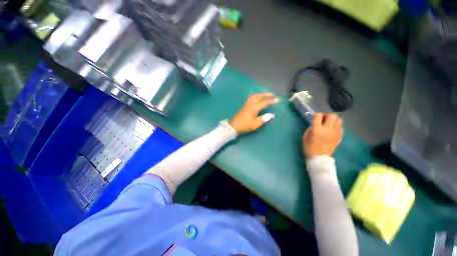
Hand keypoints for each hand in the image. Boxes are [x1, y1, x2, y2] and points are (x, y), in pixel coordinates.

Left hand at [229, 93, 279, 133]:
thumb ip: (264, 119)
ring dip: (261, 94)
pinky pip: (251, 97)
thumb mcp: (256, 124)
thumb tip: (272, 115)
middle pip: (259, 96)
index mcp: (254, 108)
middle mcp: (250, 104)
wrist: (234, 126)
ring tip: (266, 95)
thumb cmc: (245, 125)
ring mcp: (247, 104)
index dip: (271, 101)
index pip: (264, 102)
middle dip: (266, 94)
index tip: (278, 100)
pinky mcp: (244, 105)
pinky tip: (258, 98)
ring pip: (254, 96)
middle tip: (272, 95)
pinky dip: (256, 96)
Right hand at [302, 113, 342, 157]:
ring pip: (339, 120)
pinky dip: (336, 126)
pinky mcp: (340, 137)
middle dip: (327, 116)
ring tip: (329, 125)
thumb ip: (310, 128)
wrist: (319, 158)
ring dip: (333, 120)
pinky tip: (332, 131)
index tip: (314, 118)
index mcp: (317, 129)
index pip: (318, 115)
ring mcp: (335, 133)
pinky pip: (341, 127)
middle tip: (323, 120)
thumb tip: (314, 124)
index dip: (316, 115)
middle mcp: (328, 129)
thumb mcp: (305, 136)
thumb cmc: (309, 147)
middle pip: (332, 115)